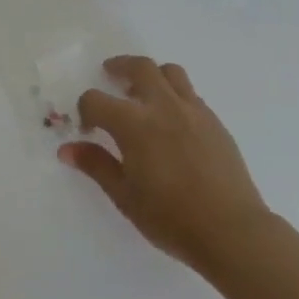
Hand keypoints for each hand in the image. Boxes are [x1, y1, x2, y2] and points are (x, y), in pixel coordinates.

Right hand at [59, 55, 272, 273]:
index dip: (85, 111)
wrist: (231, 231)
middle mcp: (163, 107)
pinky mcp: (215, 121)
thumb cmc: (171, 218)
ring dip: (151, 74)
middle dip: (119, 67)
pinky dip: (174, 94)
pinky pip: (190, 93)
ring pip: (170, 72)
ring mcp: (193, 111)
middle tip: (110, 74)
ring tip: (143, 92)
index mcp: (134, 124)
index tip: (88, 130)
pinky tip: (171, 120)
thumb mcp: (124, 196)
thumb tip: (67, 149)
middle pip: (139, 67)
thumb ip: (96, 165)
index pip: (96, 100)